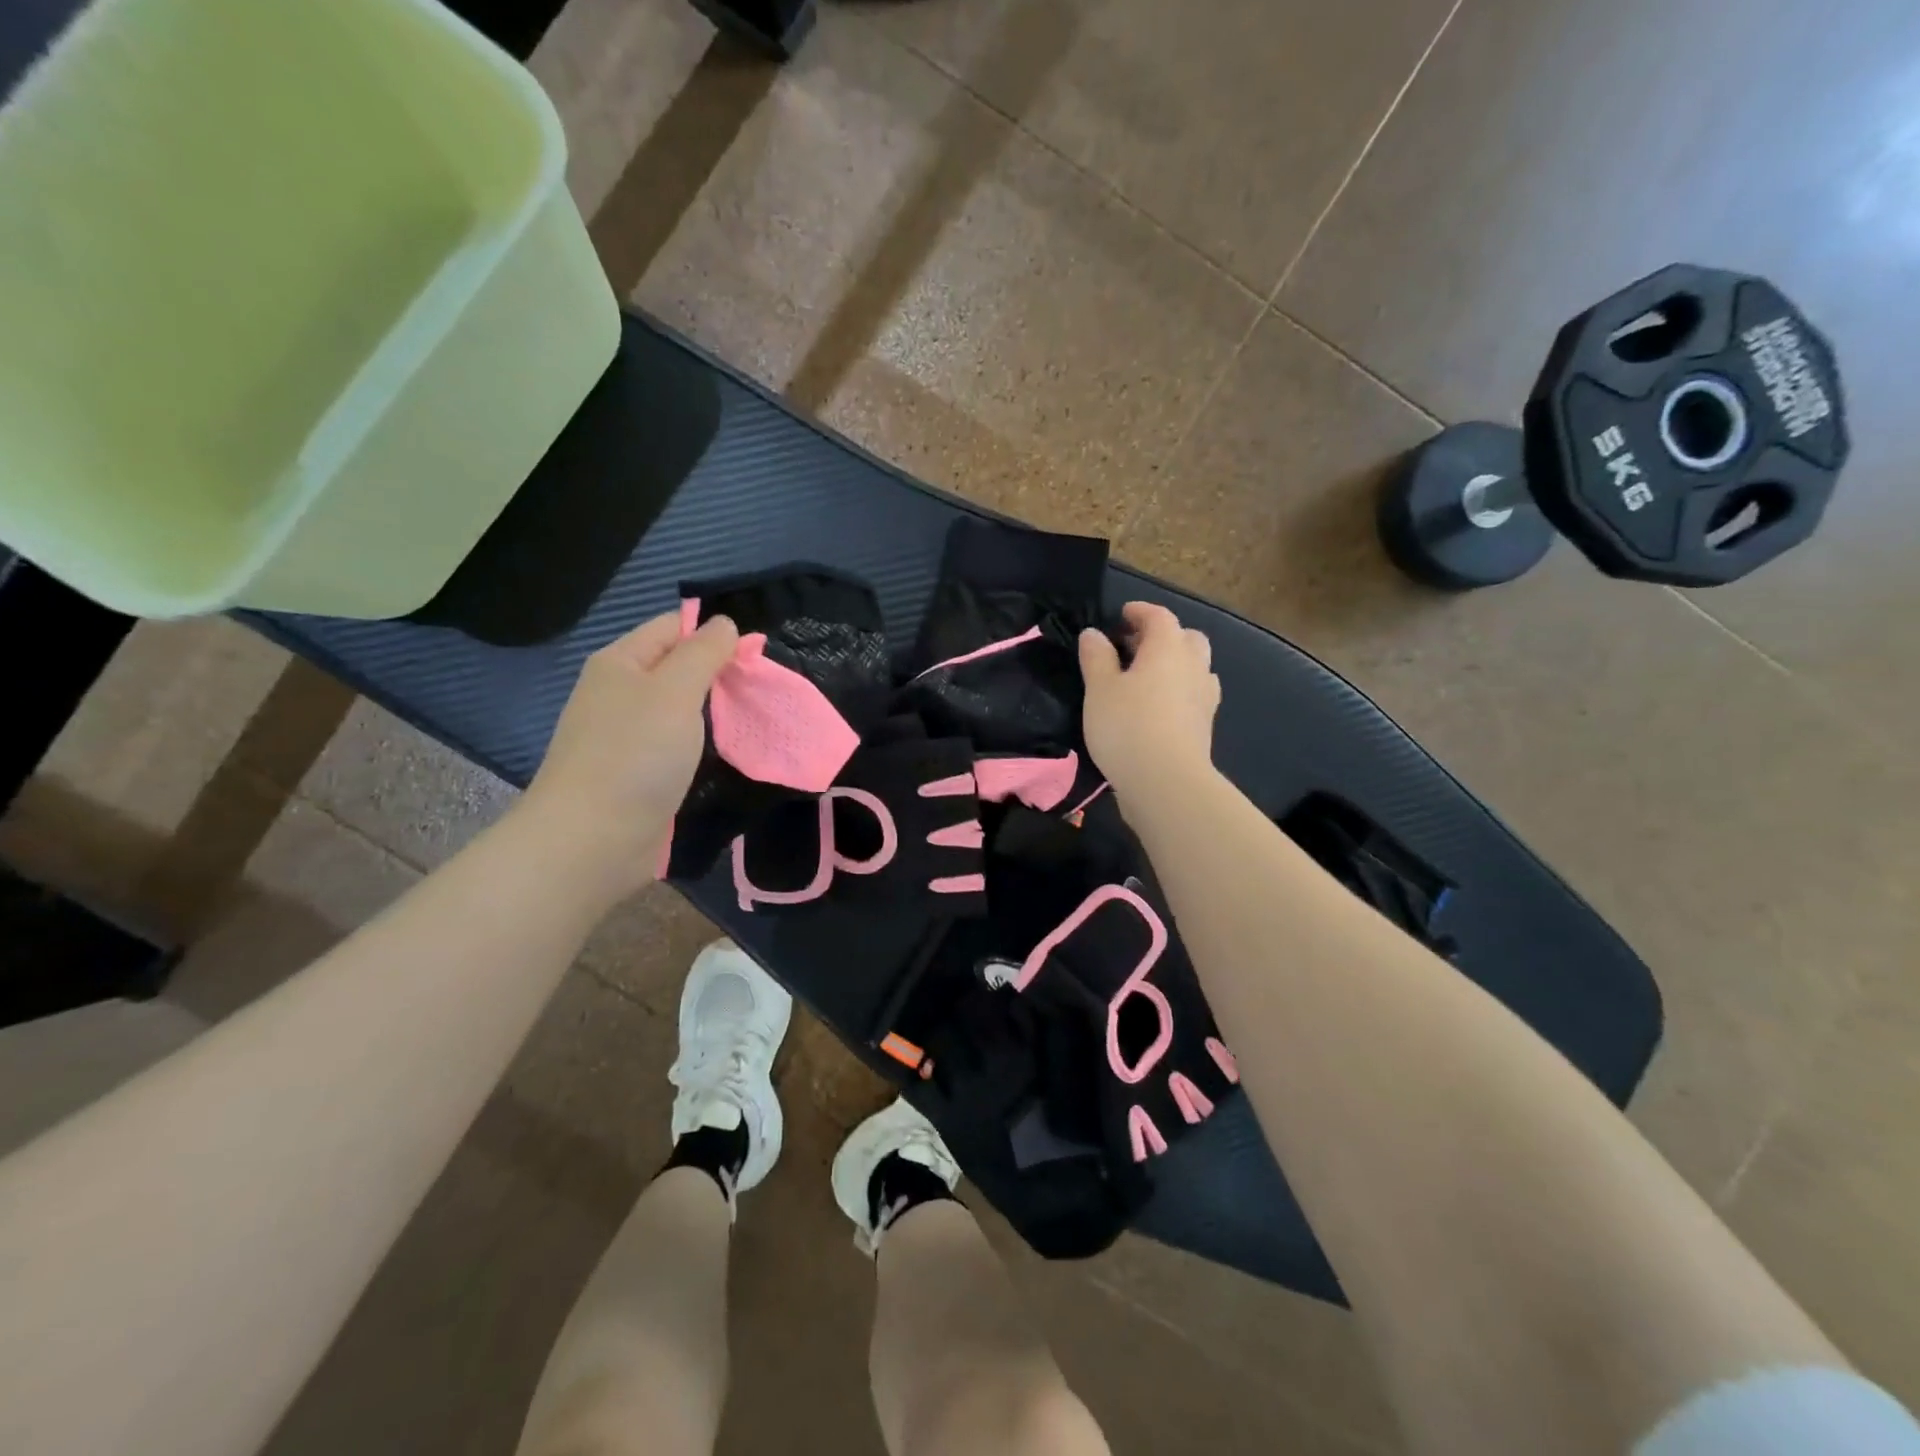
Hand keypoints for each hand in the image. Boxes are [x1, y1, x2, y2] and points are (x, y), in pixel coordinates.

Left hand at [517, 610, 738, 897]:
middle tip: (759, 692)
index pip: (673, 626)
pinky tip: (722, 752)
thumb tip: (725, 624)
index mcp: (621, 662)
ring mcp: (625, 734)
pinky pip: (675, 743)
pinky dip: (700, 743)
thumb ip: (703, 653)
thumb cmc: (635, 755)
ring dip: (712, 712)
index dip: (715, 634)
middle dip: (718, 674)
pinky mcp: (636, 771)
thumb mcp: (675, 691)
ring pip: (679, 708)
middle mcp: (619, 692)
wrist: (591, 840)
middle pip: (677, 666)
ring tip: (750, 719)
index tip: (755, 657)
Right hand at [1078, 602, 1219, 805]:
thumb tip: (1094, 634)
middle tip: (1134, 647)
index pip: (1159, 616)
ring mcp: (1204, 696)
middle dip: (1163, 636)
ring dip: (1175, 663)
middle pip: (1186, 638)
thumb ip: (1096, 657)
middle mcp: (1193, 665)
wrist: (1166, 781)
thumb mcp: (1099, 689)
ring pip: (1195, 666)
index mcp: (1168, 648)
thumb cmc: (1127, 726)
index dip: (1140, 611)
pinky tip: (1159, 706)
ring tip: (1146, 677)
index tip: (1122, 614)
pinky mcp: (1205, 725)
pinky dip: (1179, 690)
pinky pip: (1194, 694)